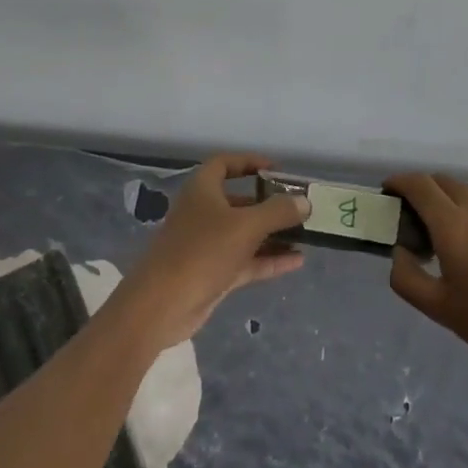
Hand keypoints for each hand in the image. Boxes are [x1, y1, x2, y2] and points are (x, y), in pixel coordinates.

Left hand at [111, 154, 308, 351]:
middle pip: (239, 201)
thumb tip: (304, 202)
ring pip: (244, 233)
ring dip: (272, 234)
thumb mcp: (245, 226)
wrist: (162, 305)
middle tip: (298, 208)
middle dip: (268, 204)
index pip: (224, 164)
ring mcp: (207, 245)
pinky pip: (246, 260)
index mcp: (202, 190)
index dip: (249, 162)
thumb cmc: (202, 251)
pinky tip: (297, 261)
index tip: (276, 170)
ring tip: (305, 235)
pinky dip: (268, 259)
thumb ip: (278, 212)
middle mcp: (203, 213)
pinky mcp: (212, 273)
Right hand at [385, 173, 467, 382]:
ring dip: (447, 198)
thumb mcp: (437, 307)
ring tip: (441, 229)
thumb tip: (400, 252)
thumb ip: (406, 276)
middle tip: (410, 214)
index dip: (399, 182)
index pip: (419, 184)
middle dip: (421, 188)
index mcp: (452, 224)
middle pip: (443, 181)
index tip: (387, 193)